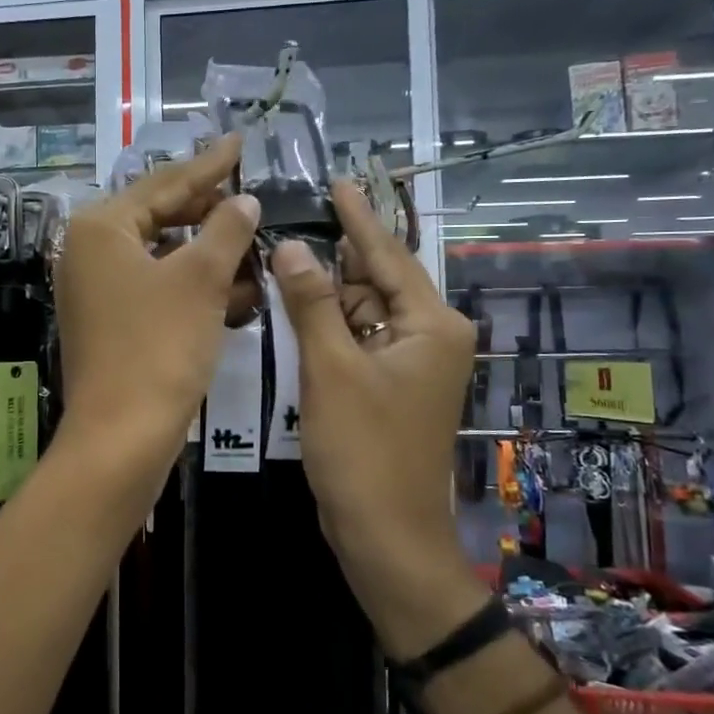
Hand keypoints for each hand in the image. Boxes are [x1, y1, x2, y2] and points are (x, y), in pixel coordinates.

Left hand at [56, 135, 258, 483]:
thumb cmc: (159, 347)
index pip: (165, 183)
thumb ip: (226, 229)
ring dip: (209, 252)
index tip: (241, 142)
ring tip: (255, 242)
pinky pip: (158, 288)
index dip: (210, 165)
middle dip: (210, 211)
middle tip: (252, 195)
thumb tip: (244, 200)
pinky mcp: (110, 322)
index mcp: (101, 228)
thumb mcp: (201, 280)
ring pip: (163, 255)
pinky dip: (194, 286)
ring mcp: (96, 290)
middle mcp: (89, 251)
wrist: (121, 438)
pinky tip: (237, 288)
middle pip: (160, 216)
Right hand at [269, 184, 485, 655]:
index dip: (357, 216)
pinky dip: (327, 325)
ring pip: (361, 311)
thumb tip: (293, 246)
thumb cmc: (364, 451)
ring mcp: (409, 363)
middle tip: (289, 217)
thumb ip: (312, 304)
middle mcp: (428, 336)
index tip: (338, 178)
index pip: (387, 254)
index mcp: (430, 324)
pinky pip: (356, 340)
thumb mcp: (331, 370)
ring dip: (324, 292)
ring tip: (282, 255)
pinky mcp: (388, 386)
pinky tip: (294, 306)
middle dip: (332, 255)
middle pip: (373, 281)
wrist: (385, 535)